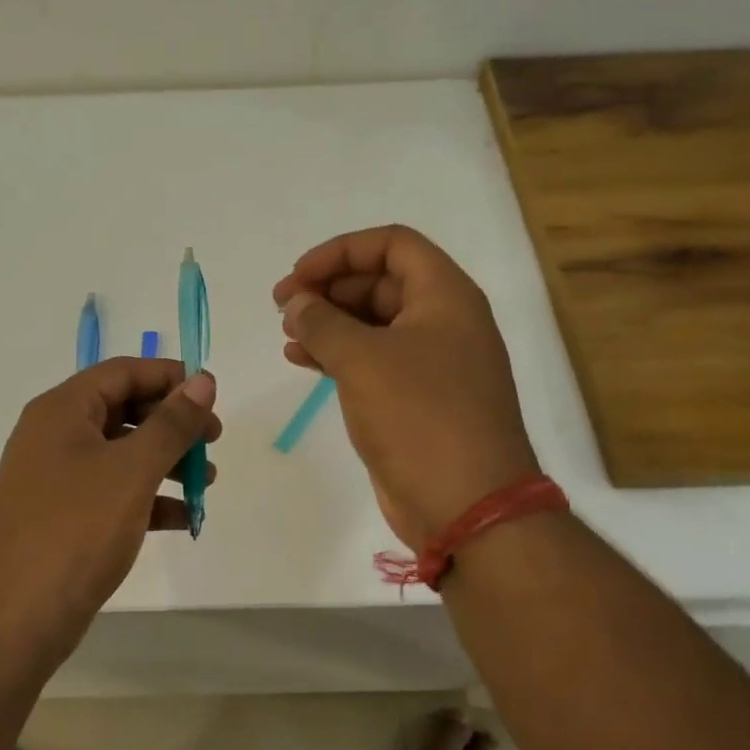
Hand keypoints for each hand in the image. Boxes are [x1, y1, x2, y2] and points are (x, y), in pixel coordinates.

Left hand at [0, 358, 220, 648]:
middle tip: (213, 440)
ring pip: (120, 453)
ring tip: (205, 481)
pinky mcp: (61, 516)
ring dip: (165, 461)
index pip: (122, 372)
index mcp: (61, 411)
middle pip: (122, 409)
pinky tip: (182, 517)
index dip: (169, 377)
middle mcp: (53, 435)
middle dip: (172, 423)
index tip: (212, 396)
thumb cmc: (76, 530)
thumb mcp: (132, 470)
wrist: (16, 618)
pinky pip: (111, 491)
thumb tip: (203, 380)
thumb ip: (171, 423)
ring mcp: (54, 478)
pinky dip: (147, 497)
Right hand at [274, 225, 537, 549]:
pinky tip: (301, 362)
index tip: (298, 277)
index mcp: (445, 296)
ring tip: (287, 336)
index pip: (392, 244)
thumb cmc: (419, 417)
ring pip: (373, 323)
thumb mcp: (362, 360)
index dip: (340, 251)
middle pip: (380, 282)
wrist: (466, 504)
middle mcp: (443, 321)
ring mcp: (432, 363)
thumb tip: (296, 304)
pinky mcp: (417, 399)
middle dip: (329, 289)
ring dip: (329, 323)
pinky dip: (338, 356)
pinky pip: (373, 361)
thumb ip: (322, 323)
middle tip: (284, 307)